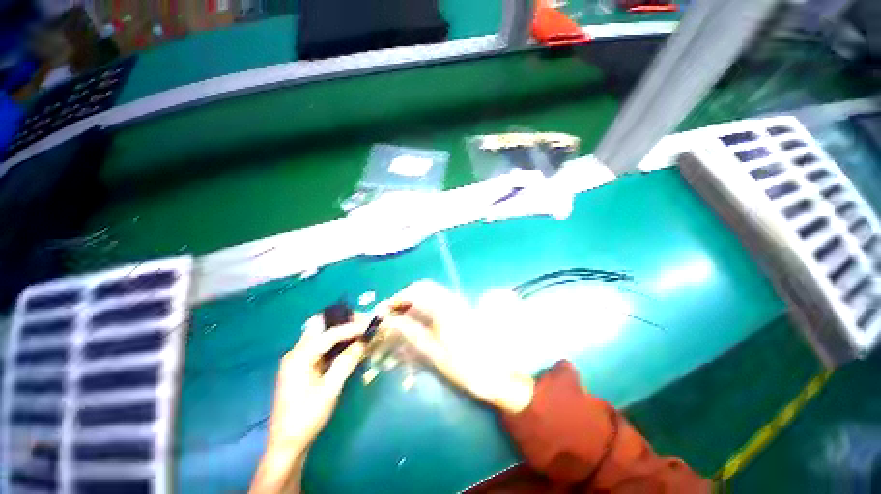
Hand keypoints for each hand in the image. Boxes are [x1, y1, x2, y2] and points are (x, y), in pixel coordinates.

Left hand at [250, 316, 366, 493]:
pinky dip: (335, 341)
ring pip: (320, 334)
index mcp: (299, 357)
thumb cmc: (307, 417)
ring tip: (360, 331)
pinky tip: (348, 345)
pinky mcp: (302, 366)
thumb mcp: (330, 389)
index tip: (370, 324)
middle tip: (363, 323)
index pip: (329, 334)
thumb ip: (347, 362)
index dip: (351, 328)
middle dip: (343, 321)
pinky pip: (320, 345)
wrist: (286, 444)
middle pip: (320, 326)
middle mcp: (296, 352)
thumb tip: (364, 341)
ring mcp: (298, 359)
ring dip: (340, 330)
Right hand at [381, 280, 534, 413]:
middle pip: (424, 287)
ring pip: (432, 292)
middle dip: (406, 296)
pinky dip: (425, 305)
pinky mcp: (462, 310)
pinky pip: (439, 300)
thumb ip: (412, 333)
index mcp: (446, 309)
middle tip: (393, 313)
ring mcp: (459, 304)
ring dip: (415, 300)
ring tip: (402, 317)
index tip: (385, 310)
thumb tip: (392, 321)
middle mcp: (452, 301)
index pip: (417, 291)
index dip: (399, 297)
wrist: (498, 374)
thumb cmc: (467, 368)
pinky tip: (419, 320)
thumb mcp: (435, 354)